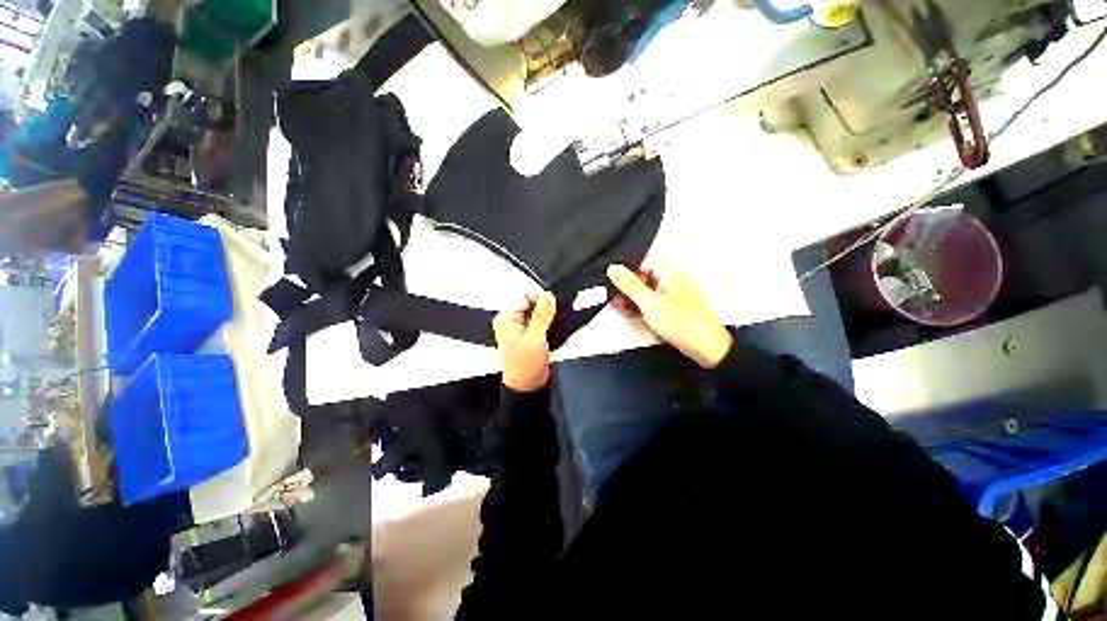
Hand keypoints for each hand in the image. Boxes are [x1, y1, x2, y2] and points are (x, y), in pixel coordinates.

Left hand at [493, 292, 556, 391]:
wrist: (528, 387)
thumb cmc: (524, 367)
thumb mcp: (535, 339)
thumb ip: (542, 315)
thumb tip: (548, 296)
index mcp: (506, 318)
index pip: (524, 296)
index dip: (539, 300)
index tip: (551, 310)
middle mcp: (511, 321)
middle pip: (531, 303)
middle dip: (544, 310)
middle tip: (550, 323)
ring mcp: (519, 328)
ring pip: (537, 312)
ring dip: (546, 318)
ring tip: (549, 330)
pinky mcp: (528, 334)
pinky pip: (539, 321)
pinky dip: (546, 324)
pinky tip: (550, 333)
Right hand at [608, 264, 732, 367]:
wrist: (706, 347)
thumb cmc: (681, 322)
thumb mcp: (649, 302)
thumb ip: (629, 285)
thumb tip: (613, 268)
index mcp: (669, 273)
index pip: (640, 266)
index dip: (625, 275)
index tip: (611, 285)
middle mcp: (671, 281)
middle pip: (642, 280)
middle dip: (626, 290)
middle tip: (611, 299)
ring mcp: (672, 296)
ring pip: (646, 293)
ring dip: (631, 300)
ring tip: (616, 307)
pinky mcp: (672, 310)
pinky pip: (652, 304)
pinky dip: (640, 308)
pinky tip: (629, 313)